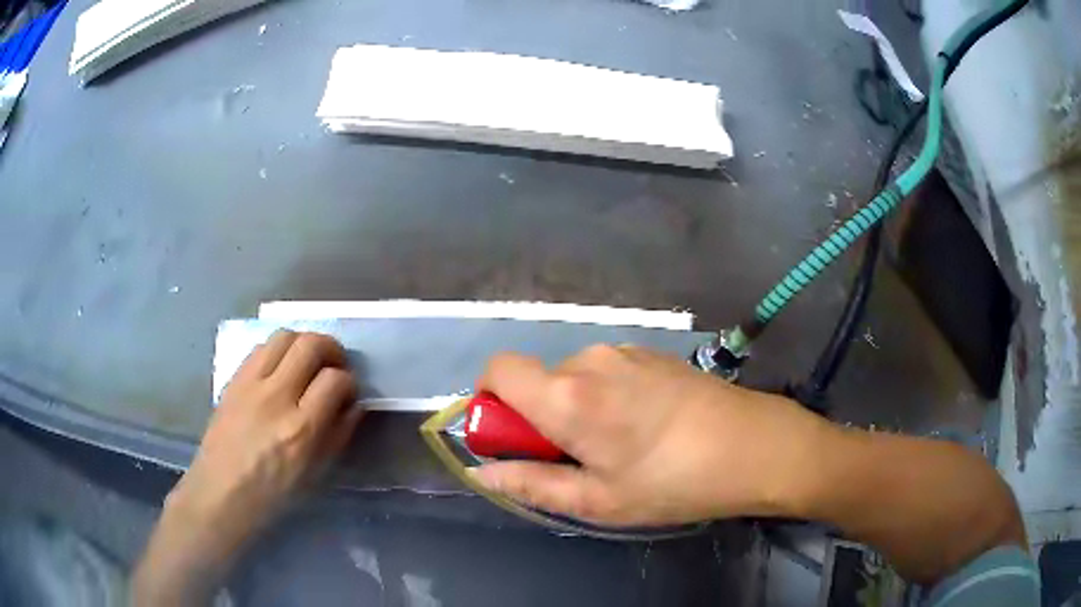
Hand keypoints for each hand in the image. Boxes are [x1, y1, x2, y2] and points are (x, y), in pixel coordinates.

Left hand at [134, 331, 362, 603]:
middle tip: (335, 366)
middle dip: (331, 349)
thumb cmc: (273, 494)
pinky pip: (260, 348)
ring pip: (284, 336)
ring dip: (303, 343)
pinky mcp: (233, 380)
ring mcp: (250, 384)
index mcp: (301, 429)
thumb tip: (352, 405)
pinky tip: (281, 370)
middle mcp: (276, 397)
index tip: (349, 393)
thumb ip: (337, 434)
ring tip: (308, 362)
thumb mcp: (315, 473)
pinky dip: (278, 351)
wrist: (221, 493)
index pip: (335, 380)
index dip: (349, 382)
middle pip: (310, 344)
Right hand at [472, 344, 830, 526]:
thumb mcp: (597, 499)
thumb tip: (481, 473)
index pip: (497, 370)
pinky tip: (646, 426)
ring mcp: (624, 351)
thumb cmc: (672, 482)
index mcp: (567, 396)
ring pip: (573, 377)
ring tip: (620, 447)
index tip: (514, 439)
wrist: (754, 446)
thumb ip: (531, 484)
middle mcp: (588, 360)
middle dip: (540, 417)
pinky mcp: (651, 353)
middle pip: (537, 380)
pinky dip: (605, 397)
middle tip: (580, 459)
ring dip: (576, 408)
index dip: (490, 401)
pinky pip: (605, 372)